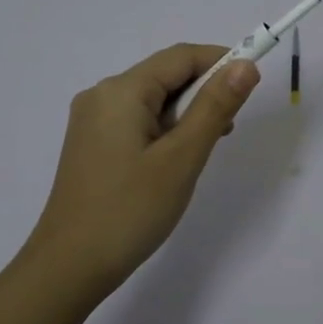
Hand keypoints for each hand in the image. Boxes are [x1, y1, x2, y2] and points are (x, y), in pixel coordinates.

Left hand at [20, 43, 260, 294]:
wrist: (69, 267)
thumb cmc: (130, 210)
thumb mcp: (181, 158)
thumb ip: (214, 107)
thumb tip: (245, 65)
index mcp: (121, 91)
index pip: (181, 56)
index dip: (221, 61)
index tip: (253, 84)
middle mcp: (101, 96)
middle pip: (165, 76)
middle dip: (203, 92)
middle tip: (229, 129)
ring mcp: (92, 121)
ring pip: (152, 101)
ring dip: (186, 115)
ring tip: (205, 150)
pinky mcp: (91, 145)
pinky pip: (137, 122)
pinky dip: (165, 130)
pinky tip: (175, 160)